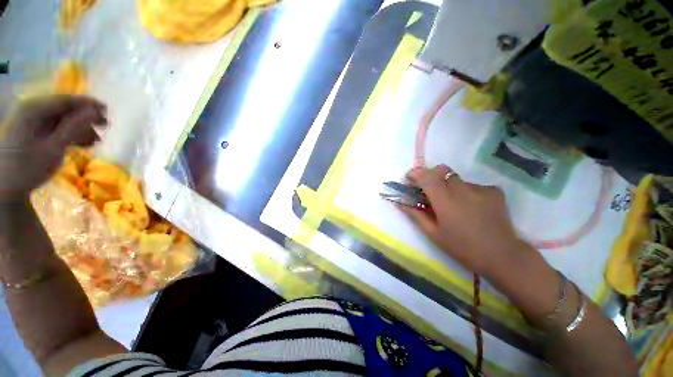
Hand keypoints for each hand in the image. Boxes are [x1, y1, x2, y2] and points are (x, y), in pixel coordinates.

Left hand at [0, 95, 106, 202]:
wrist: (8, 187)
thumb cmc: (28, 167)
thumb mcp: (53, 148)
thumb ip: (74, 128)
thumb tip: (95, 112)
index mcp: (34, 110)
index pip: (66, 100)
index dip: (88, 104)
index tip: (107, 111)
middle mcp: (33, 110)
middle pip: (65, 109)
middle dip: (85, 118)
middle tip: (105, 127)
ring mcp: (33, 122)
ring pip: (63, 119)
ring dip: (81, 129)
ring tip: (95, 142)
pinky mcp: (35, 132)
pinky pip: (57, 128)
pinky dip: (71, 135)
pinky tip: (82, 144)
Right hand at [399, 165, 539, 279]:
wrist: (502, 255)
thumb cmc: (462, 247)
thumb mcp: (433, 233)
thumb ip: (416, 214)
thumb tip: (400, 203)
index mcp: (445, 201)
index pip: (427, 177)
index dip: (415, 174)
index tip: (410, 178)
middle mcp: (462, 190)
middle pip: (442, 170)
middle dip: (431, 176)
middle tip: (429, 190)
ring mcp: (480, 189)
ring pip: (456, 179)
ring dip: (448, 186)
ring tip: (454, 204)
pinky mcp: (494, 191)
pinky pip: (472, 185)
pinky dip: (466, 192)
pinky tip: (471, 207)